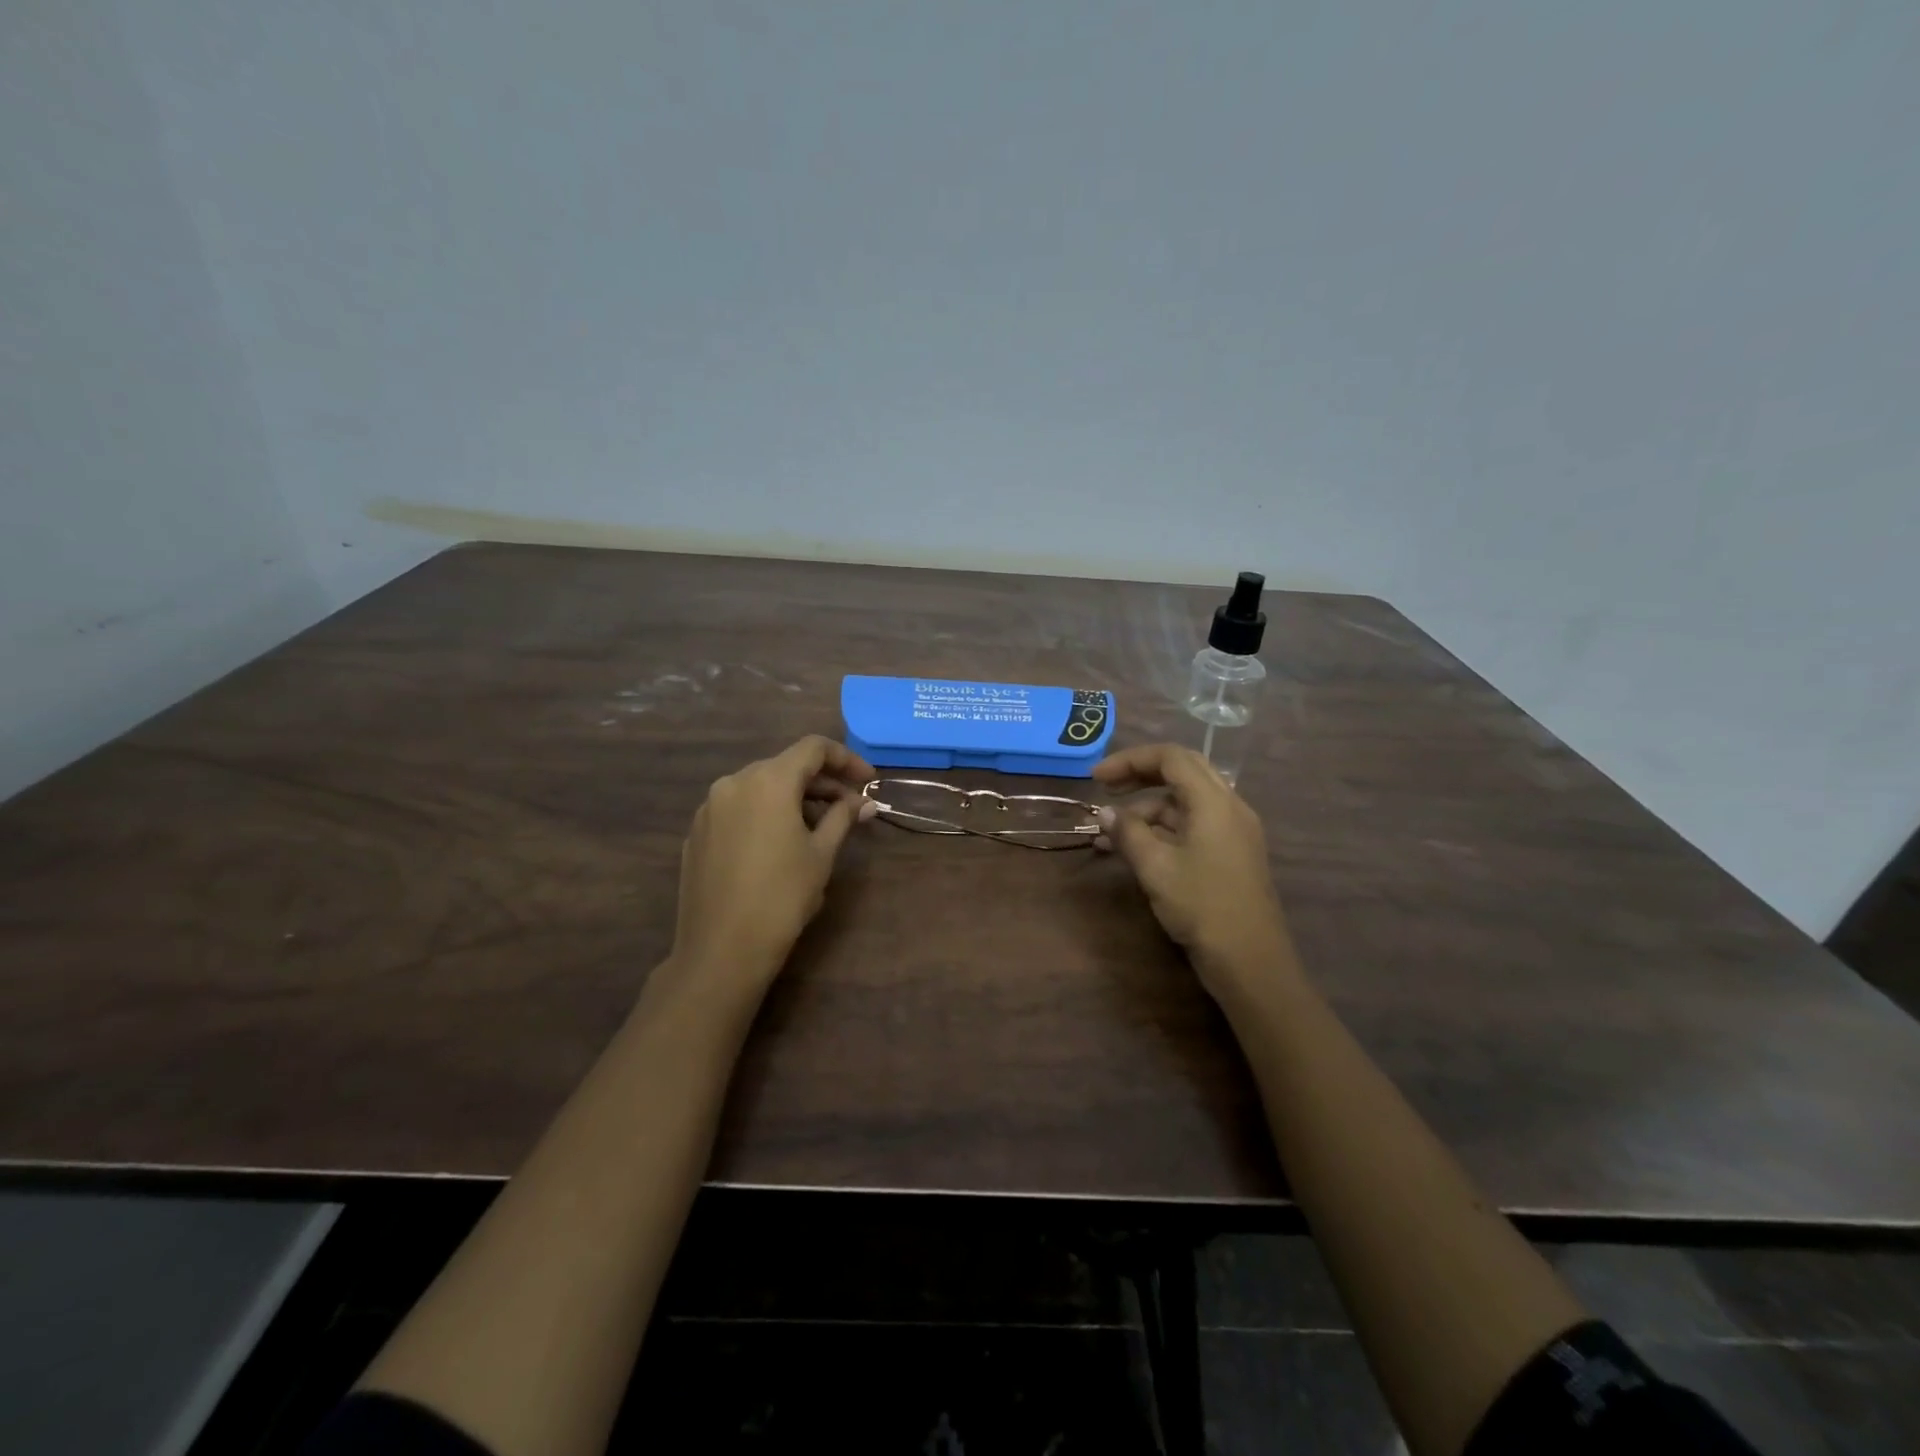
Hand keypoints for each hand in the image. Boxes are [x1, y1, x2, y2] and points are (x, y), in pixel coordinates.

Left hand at [664, 736, 876, 1002]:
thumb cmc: (781, 896)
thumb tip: (863, 803)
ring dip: (795, 799)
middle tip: (850, 808)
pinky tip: (781, 843)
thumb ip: (843, 818)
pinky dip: (766, 814)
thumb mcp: (821, 854)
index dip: (846, 759)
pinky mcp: (697, 833)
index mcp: (768, 780)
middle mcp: (734, 783)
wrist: (721, 949)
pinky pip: (740, 809)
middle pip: (786, 766)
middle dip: (822, 783)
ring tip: (820, 828)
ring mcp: (710, 808)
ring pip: (761, 788)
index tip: (868, 780)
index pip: (813, 748)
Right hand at [1093, 743, 1298, 998]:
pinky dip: (1163, 828)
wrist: (1250, 962)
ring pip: (1185, 801)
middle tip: (1107, 789)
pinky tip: (1135, 848)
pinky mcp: (1231, 853)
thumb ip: (1128, 832)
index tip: (1096, 779)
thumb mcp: (1156, 868)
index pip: (1171, 758)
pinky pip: (1193, 824)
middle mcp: (1229, 806)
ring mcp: (1234, 830)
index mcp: (1214, 801)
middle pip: (1182, 772)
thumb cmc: (1202, 907)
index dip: (1130, 760)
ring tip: (1109, 833)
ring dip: (1147, 809)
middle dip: (1141, 775)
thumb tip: (1105, 813)